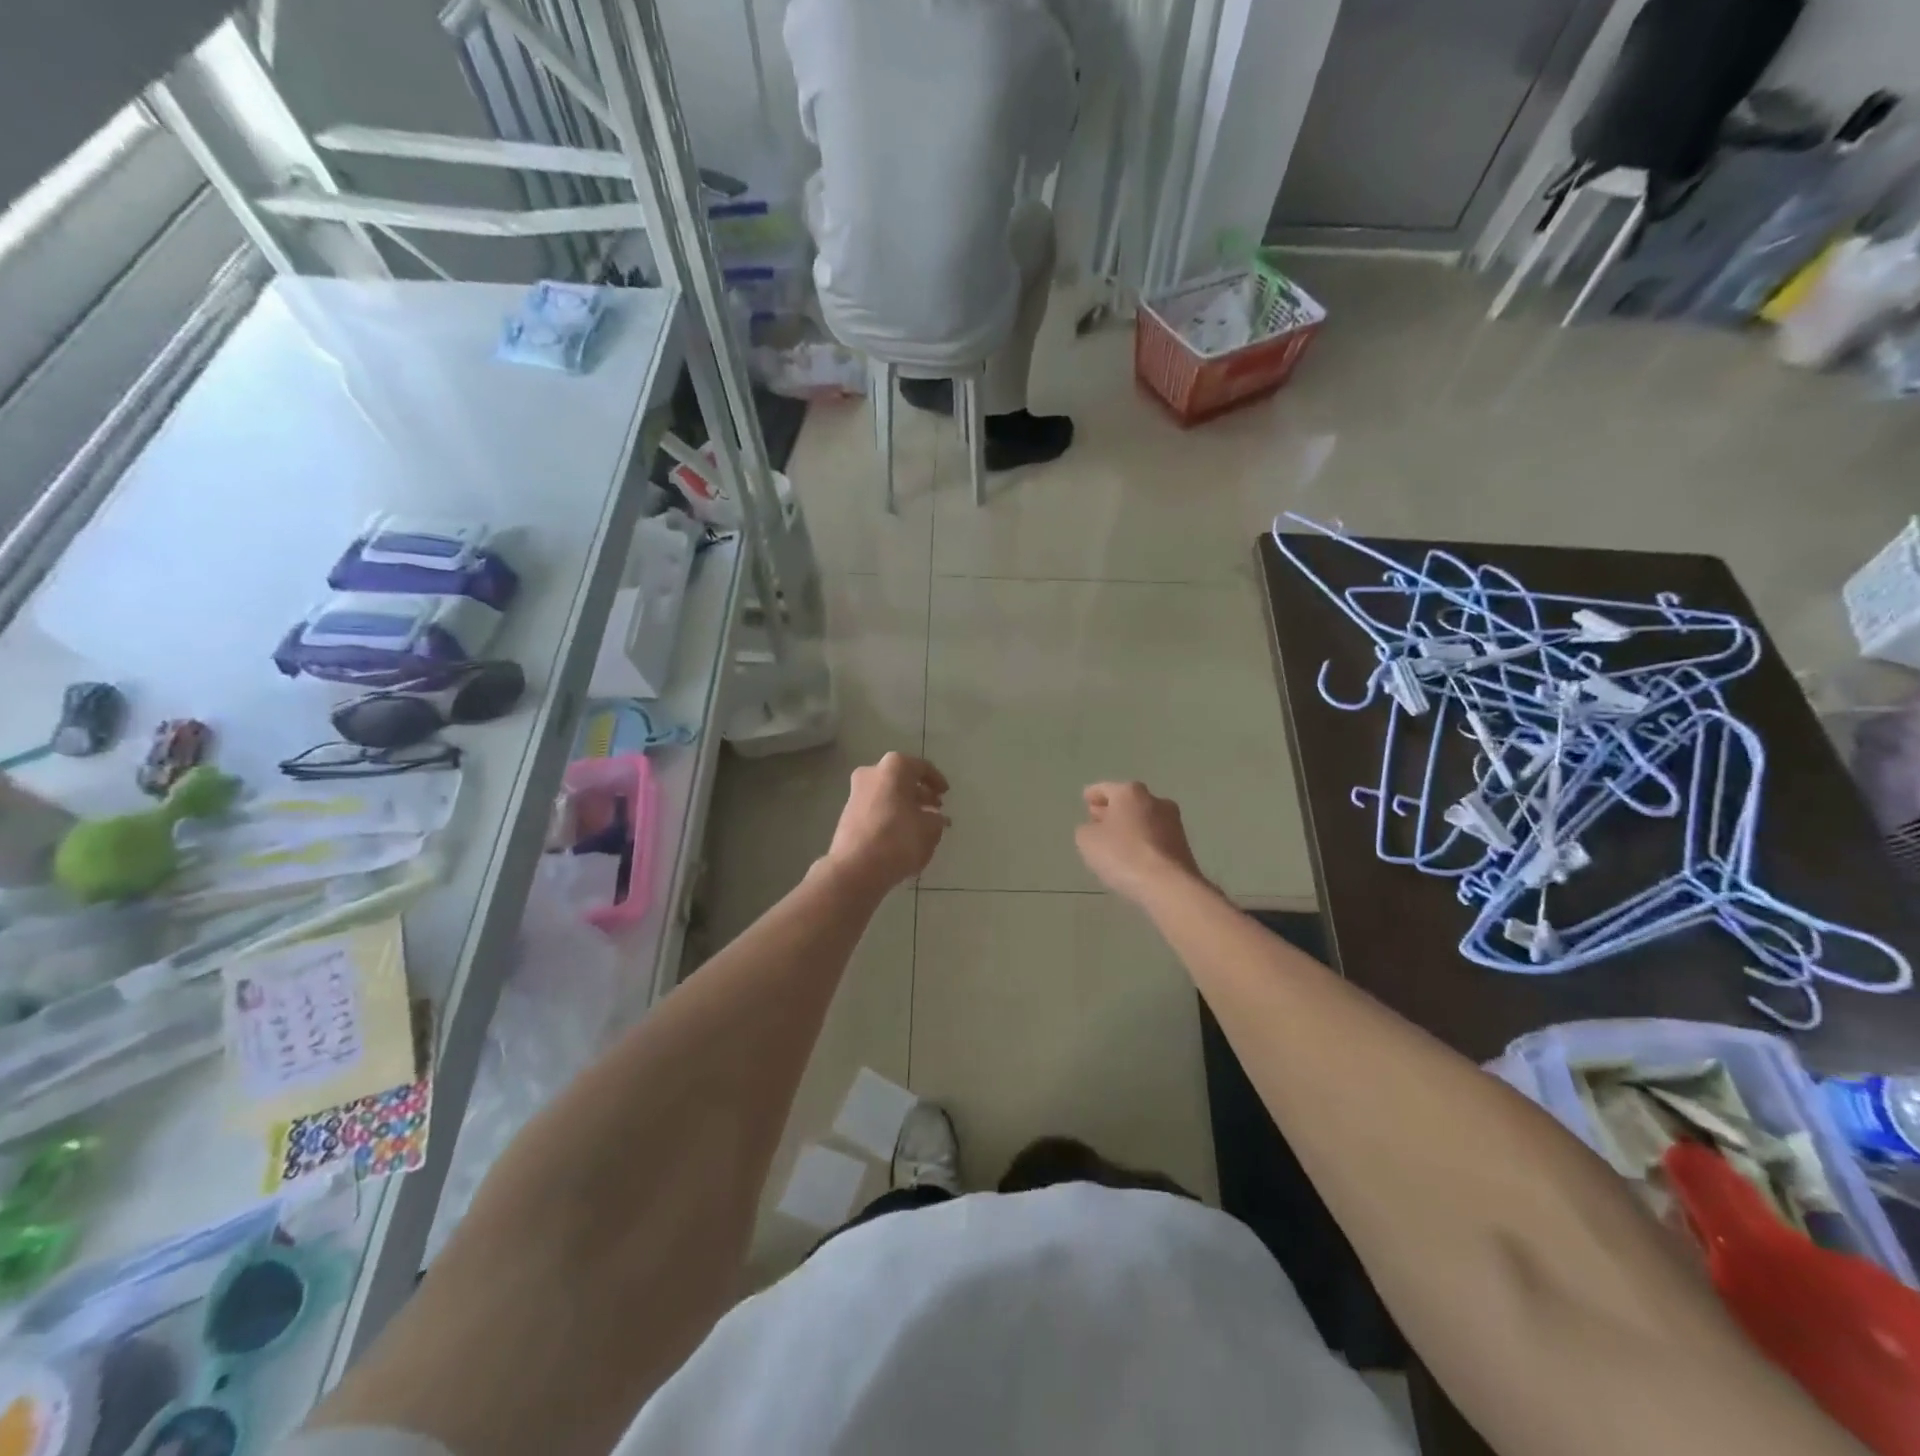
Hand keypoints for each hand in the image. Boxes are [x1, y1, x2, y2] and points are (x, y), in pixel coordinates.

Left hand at [822, 753, 949, 894]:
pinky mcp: (848, 812)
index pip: (922, 768)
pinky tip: (903, 834)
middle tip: (935, 809)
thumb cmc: (898, 839)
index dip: (937, 781)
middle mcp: (872, 772)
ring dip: (906, 806)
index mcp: (895, 767)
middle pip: (903, 780)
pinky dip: (891, 815)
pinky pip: (877, 808)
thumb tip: (936, 818)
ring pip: (889, 794)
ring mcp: (857, 792)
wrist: (855, 868)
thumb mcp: (929, 829)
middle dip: (920, 794)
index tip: (945, 794)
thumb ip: (937, 820)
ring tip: (922, 825)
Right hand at [1075, 781, 1203, 904]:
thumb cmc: (1122, 855)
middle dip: (1112, 810)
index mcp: (1130, 792)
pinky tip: (1134, 856)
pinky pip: (1155, 837)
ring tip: (1115, 843)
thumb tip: (1096, 828)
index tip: (1086, 799)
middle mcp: (1155, 800)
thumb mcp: (1087, 840)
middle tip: (1097, 821)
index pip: (1105, 788)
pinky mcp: (1183, 844)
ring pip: (1144, 818)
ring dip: (1130, 826)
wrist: (1169, 885)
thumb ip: (1086, 829)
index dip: (1093, 794)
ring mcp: (1173, 822)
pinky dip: (1143, 841)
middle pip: (1128, 801)